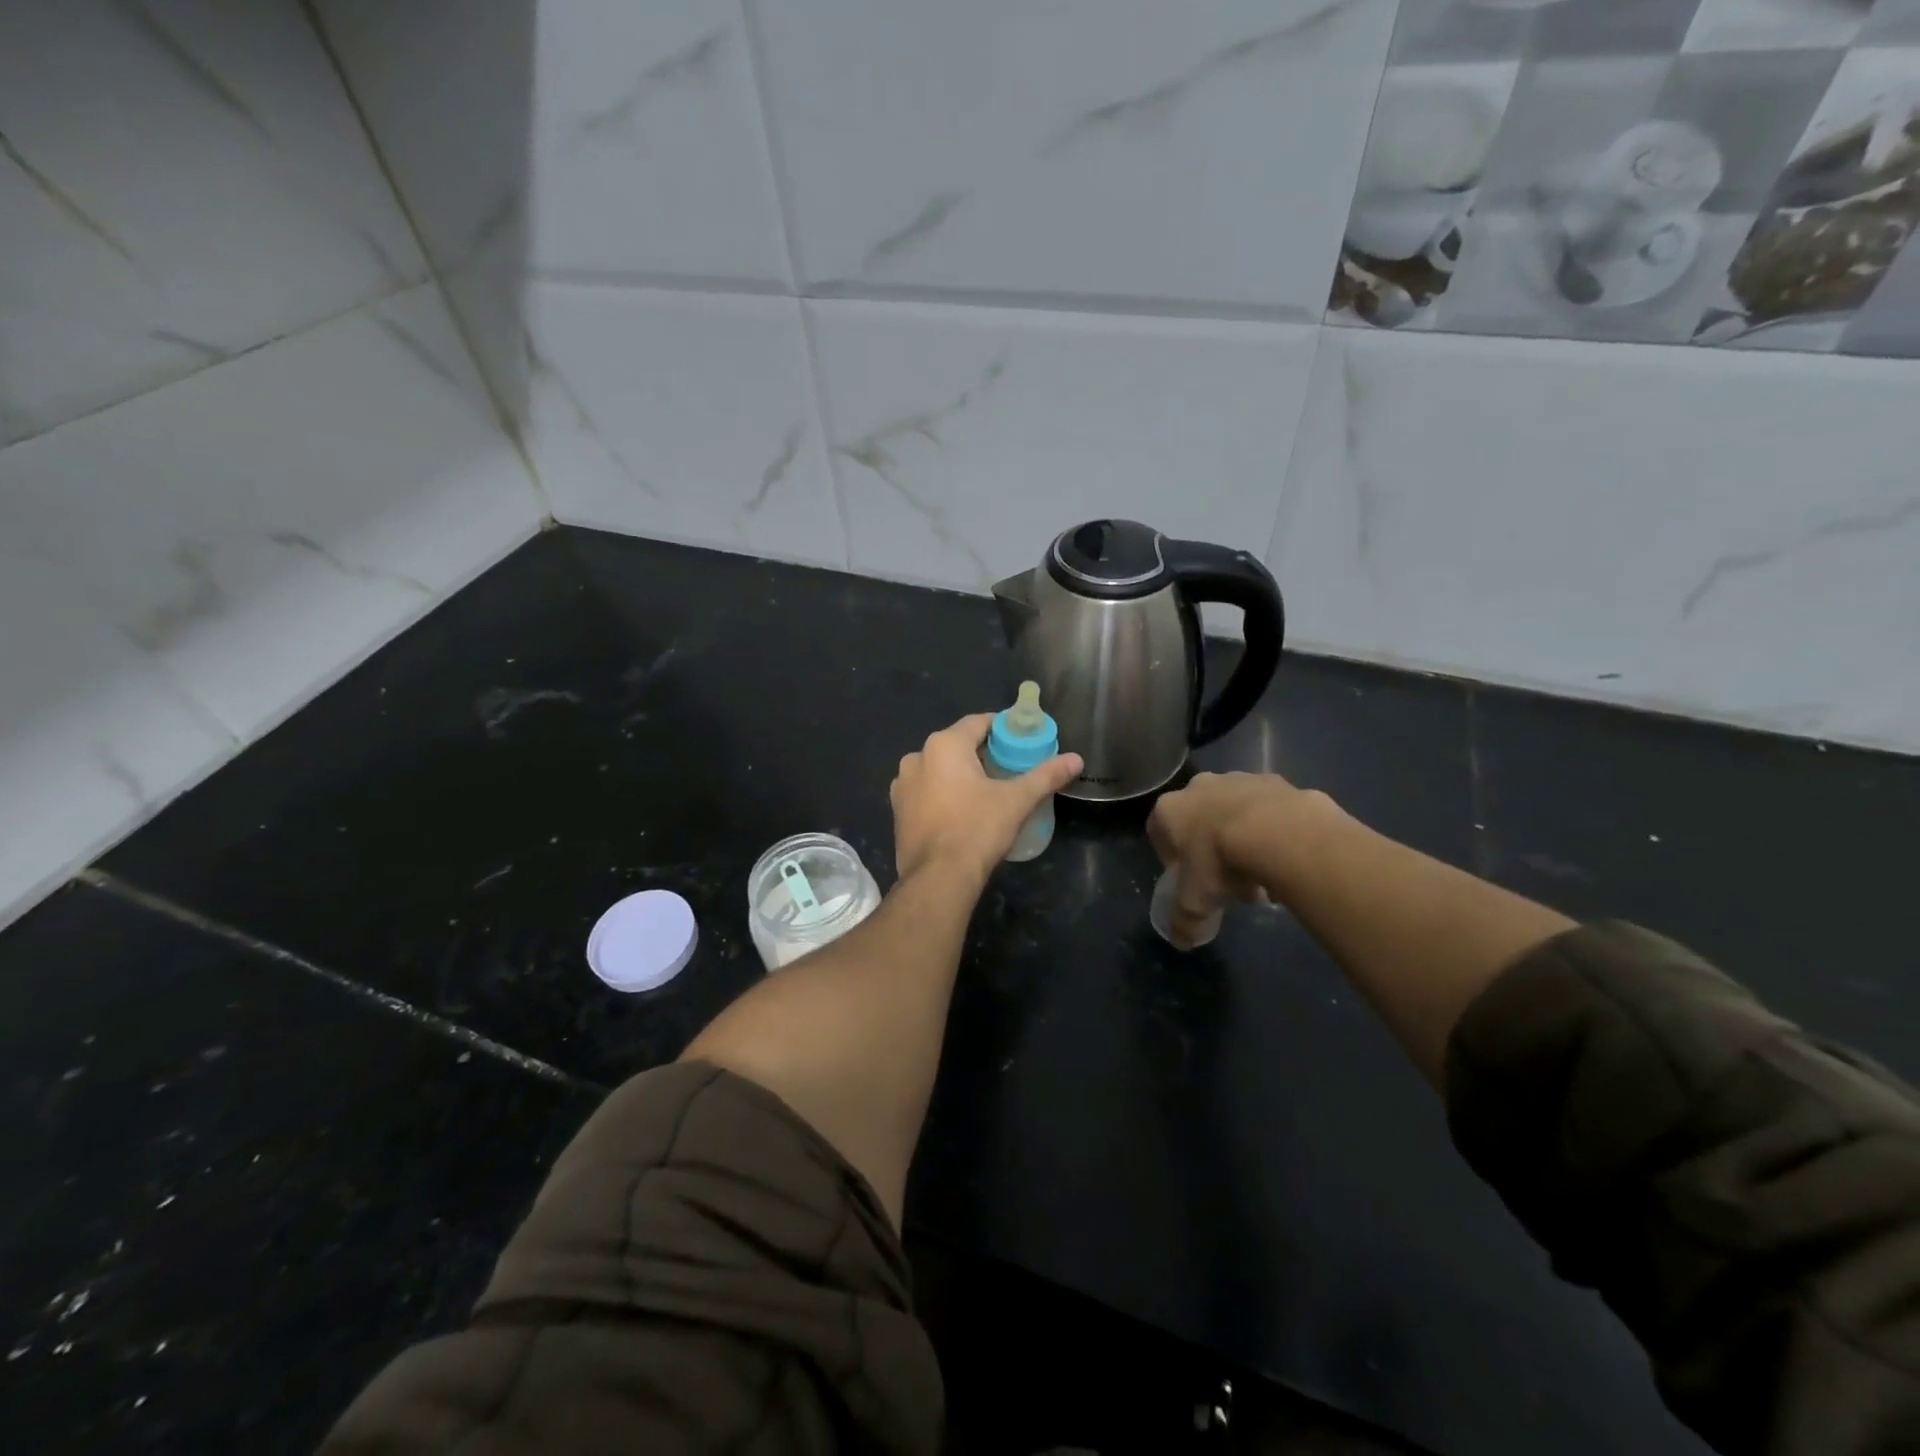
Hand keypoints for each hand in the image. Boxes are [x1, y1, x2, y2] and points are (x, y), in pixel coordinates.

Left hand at [891, 714, 1082, 882]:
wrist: (938, 878)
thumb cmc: (977, 829)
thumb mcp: (1017, 800)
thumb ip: (1046, 775)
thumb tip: (1076, 759)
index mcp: (944, 745)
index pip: (978, 722)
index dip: (1002, 728)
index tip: (1021, 740)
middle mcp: (917, 757)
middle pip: (957, 745)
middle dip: (982, 753)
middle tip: (1009, 767)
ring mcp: (902, 785)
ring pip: (938, 769)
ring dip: (959, 774)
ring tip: (986, 791)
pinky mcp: (898, 810)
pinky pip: (925, 791)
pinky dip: (942, 793)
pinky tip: (961, 810)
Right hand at [1147, 771, 1310, 944]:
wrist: (1277, 832)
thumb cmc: (1219, 861)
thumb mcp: (1195, 902)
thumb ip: (1184, 921)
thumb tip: (1181, 941)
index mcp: (1170, 809)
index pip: (1158, 830)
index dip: (1171, 858)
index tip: (1188, 880)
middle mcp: (1200, 786)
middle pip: (1199, 819)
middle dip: (1210, 847)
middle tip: (1227, 880)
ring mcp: (1239, 779)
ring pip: (1235, 811)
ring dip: (1242, 838)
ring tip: (1261, 874)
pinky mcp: (1276, 781)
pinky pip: (1269, 810)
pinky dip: (1273, 830)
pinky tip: (1284, 857)